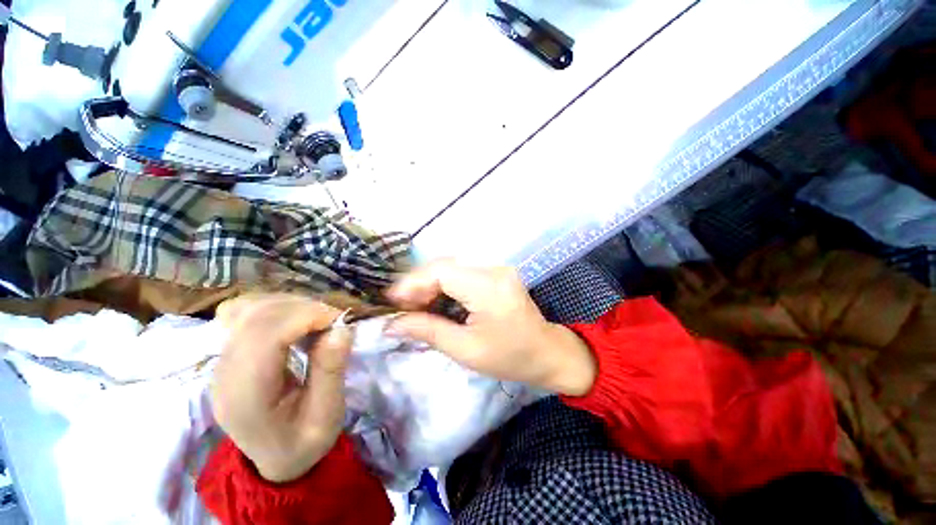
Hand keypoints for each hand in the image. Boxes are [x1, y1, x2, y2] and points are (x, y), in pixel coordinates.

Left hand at [211, 294, 351, 482]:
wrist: (276, 458)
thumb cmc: (303, 441)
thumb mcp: (326, 416)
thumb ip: (331, 372)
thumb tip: (341, 328)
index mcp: (245, 395)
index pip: (265, 334)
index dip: (307, 315)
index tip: (339, 321)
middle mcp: (225, 372)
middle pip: (256, 315)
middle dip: (304, 308)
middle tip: (333, 322)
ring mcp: (223, 360)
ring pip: (250, 307)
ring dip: (292, 305)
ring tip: (317, 322)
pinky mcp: (230, 352)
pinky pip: (246, 313)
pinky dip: (276, 307)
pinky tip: (295, 322)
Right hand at [387, 260, 596, 395]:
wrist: (546, 352)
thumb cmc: (509, 357)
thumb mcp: (465, 350)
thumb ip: (427, 331)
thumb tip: (392, 324)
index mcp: (488, 287)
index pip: (441, 271)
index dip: (413, 282)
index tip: (393, 302)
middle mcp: (493, 269)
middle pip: (444, 265)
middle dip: (418, 283)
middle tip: (403, 307)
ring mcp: (497, 268)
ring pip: (451, 266)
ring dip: (430, 283)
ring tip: (416, 306)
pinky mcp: (496, 272)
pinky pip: (462, 271)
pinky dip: (444, 284)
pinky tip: (437, 300)